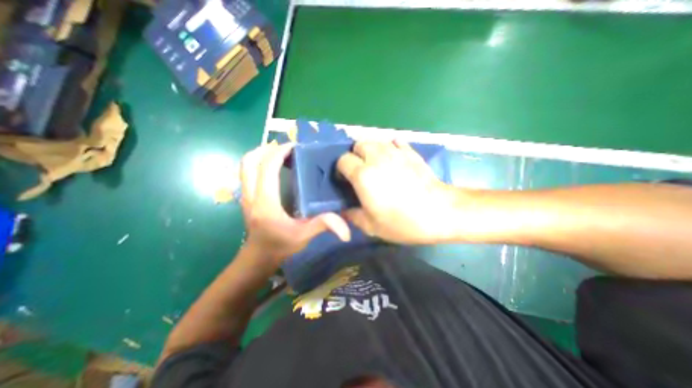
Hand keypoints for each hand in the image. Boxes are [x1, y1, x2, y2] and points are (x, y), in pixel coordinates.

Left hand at [241, 142, 351, 265]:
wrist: (258, 257)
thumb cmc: (280, 246)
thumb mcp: (304, 236)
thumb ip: (323, 226)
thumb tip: (346, 229)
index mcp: (265, 202)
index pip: (267, 168)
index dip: (279, 153)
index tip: (295, 147)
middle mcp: (251, 194)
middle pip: (249, 160)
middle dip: (267, 149)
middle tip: (287, 148)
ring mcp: (245, 195)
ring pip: (245, 165)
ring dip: (262, 154)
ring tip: (281, 154)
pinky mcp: (247, 196)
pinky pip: (248, 172)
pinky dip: (259, 163)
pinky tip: (275, 167)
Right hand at [338, 140, 458, 243]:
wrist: (440, 212)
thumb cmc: (403, 222)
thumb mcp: (372, 227)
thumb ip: (353, 217)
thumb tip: (344, 212)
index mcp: (363, 175)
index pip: (343, 160)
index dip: (341, 169)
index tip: (346, 181)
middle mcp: (376, 158)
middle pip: (358, 144)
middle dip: (355, 155)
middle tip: (361, 171)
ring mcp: (395, 152)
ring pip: (375, 141)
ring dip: (371, 150)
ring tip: (376, 165)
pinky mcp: (411, 152)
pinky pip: (395, 141)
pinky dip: (390, 147)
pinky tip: (394, 159)